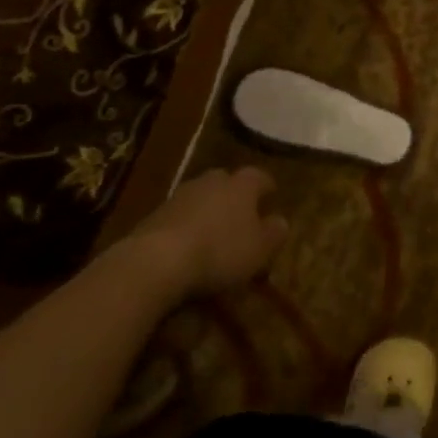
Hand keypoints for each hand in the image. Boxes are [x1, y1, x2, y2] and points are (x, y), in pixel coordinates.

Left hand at [130, 166, 288, 298]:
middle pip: (228, 182)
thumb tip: (282, 221)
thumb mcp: (259, 250)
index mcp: (242, 184)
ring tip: (212, 232)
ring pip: (202, 197)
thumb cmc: (220, 251)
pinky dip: (186, 225)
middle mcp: (213, 180)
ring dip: (208, 210)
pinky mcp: (155, 213)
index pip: (260, 177)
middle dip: (235, 195)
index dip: (267, 187)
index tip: (272, 196)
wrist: (157, 260)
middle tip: (241, 214)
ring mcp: (181, 194)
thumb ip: (274, 233)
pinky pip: (179, 215)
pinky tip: (187, 245)